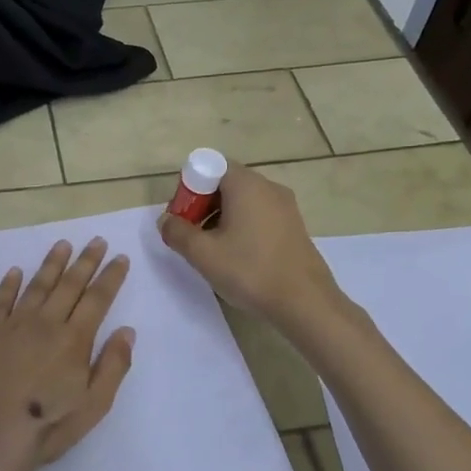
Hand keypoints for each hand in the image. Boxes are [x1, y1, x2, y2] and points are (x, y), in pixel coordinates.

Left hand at [0, 237, 133, 470]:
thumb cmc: (47, 427)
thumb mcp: (94, 406)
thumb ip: (113, 365)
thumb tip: (127, 330)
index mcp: (74, 340)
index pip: (97, 299)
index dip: (111, 276)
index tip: (120, 258)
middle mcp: (45, 324)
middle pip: (69, 285)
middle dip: (86, 261)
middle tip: (96, 241)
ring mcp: (12, 326)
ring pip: (36, 286)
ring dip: (51, 264)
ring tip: (63, 245)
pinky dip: (8, 284)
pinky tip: (15, 271)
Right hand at [158, 163, 342, 325]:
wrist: (305, 302)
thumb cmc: (250, 271)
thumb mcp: (203, 254)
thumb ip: (177, 232)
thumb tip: (165, 220)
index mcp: (246, 185)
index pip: (210, 167)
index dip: (189, 189)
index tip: (182, 218)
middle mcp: (268, 187)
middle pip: (226, 183)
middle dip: (202, 205)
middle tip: (192, 236)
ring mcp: (285, 206)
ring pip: (243, 201)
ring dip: (221, 218)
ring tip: (213, 250)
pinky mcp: (294, 226)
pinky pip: (259, 215)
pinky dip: (242, 226)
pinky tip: (238, 256)